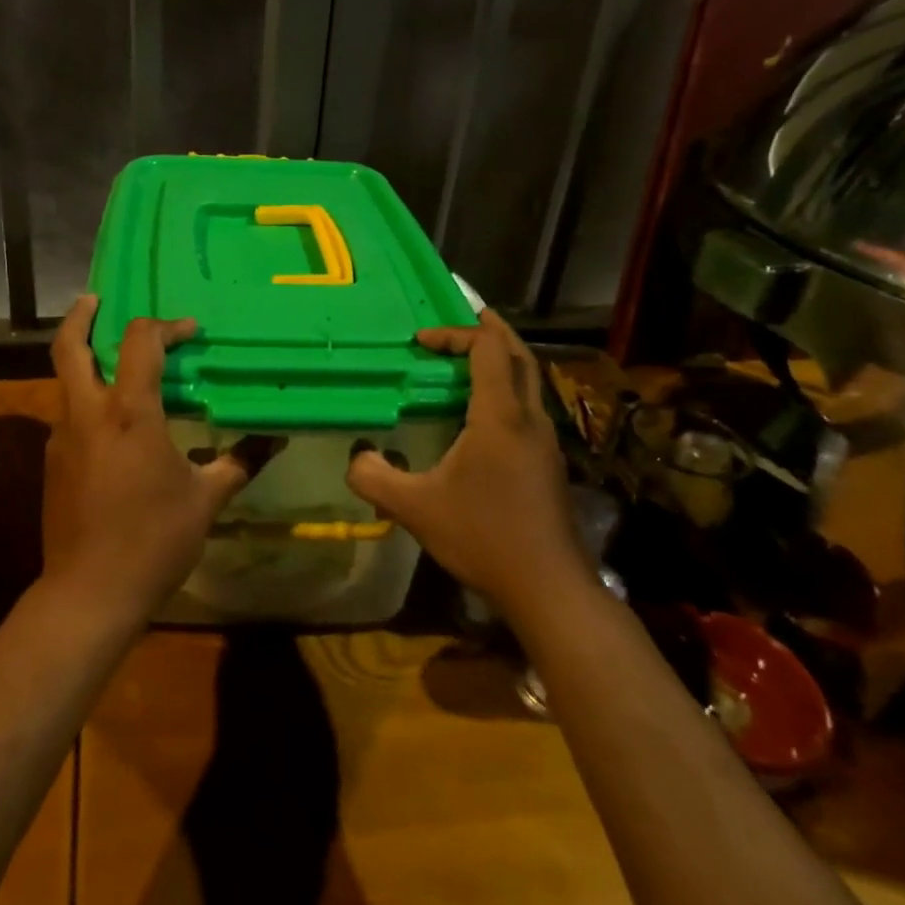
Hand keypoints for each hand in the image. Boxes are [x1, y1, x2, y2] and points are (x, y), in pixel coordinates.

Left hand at [42, 295, 268, 628]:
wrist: (89, 594)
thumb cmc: (153, 540)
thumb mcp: (206, 500)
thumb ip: (239, 462)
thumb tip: (275, 439)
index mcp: (129, 413)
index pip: (140, 342)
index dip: (166, 326)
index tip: (190, 331)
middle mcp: (88, 413)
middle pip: (69, 346)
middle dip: (81, 316)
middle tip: (96, 299)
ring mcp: (62, 437)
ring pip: (64, 380)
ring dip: (83, 359)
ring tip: (111, 359)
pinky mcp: (52, 462)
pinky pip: (68, 415)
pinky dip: (86, 400)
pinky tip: (111, 424)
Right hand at [345, 309, 579, 606]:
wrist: (550, 587)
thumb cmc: (483, 536)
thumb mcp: (415, 508)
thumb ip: (374, 477)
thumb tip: (354, 457)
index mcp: (500, 416)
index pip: (487, 349)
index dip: (455, 333)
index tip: (422, 341)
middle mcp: (529, 418)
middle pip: (518, 354)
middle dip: (491, 330)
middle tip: (465, 316)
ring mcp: (545, 440)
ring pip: (529, 380)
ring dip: (502, 359)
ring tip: (471, 357)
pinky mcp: (549, 462)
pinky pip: (529, 406)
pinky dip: (507, 388)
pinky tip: (484, 413)